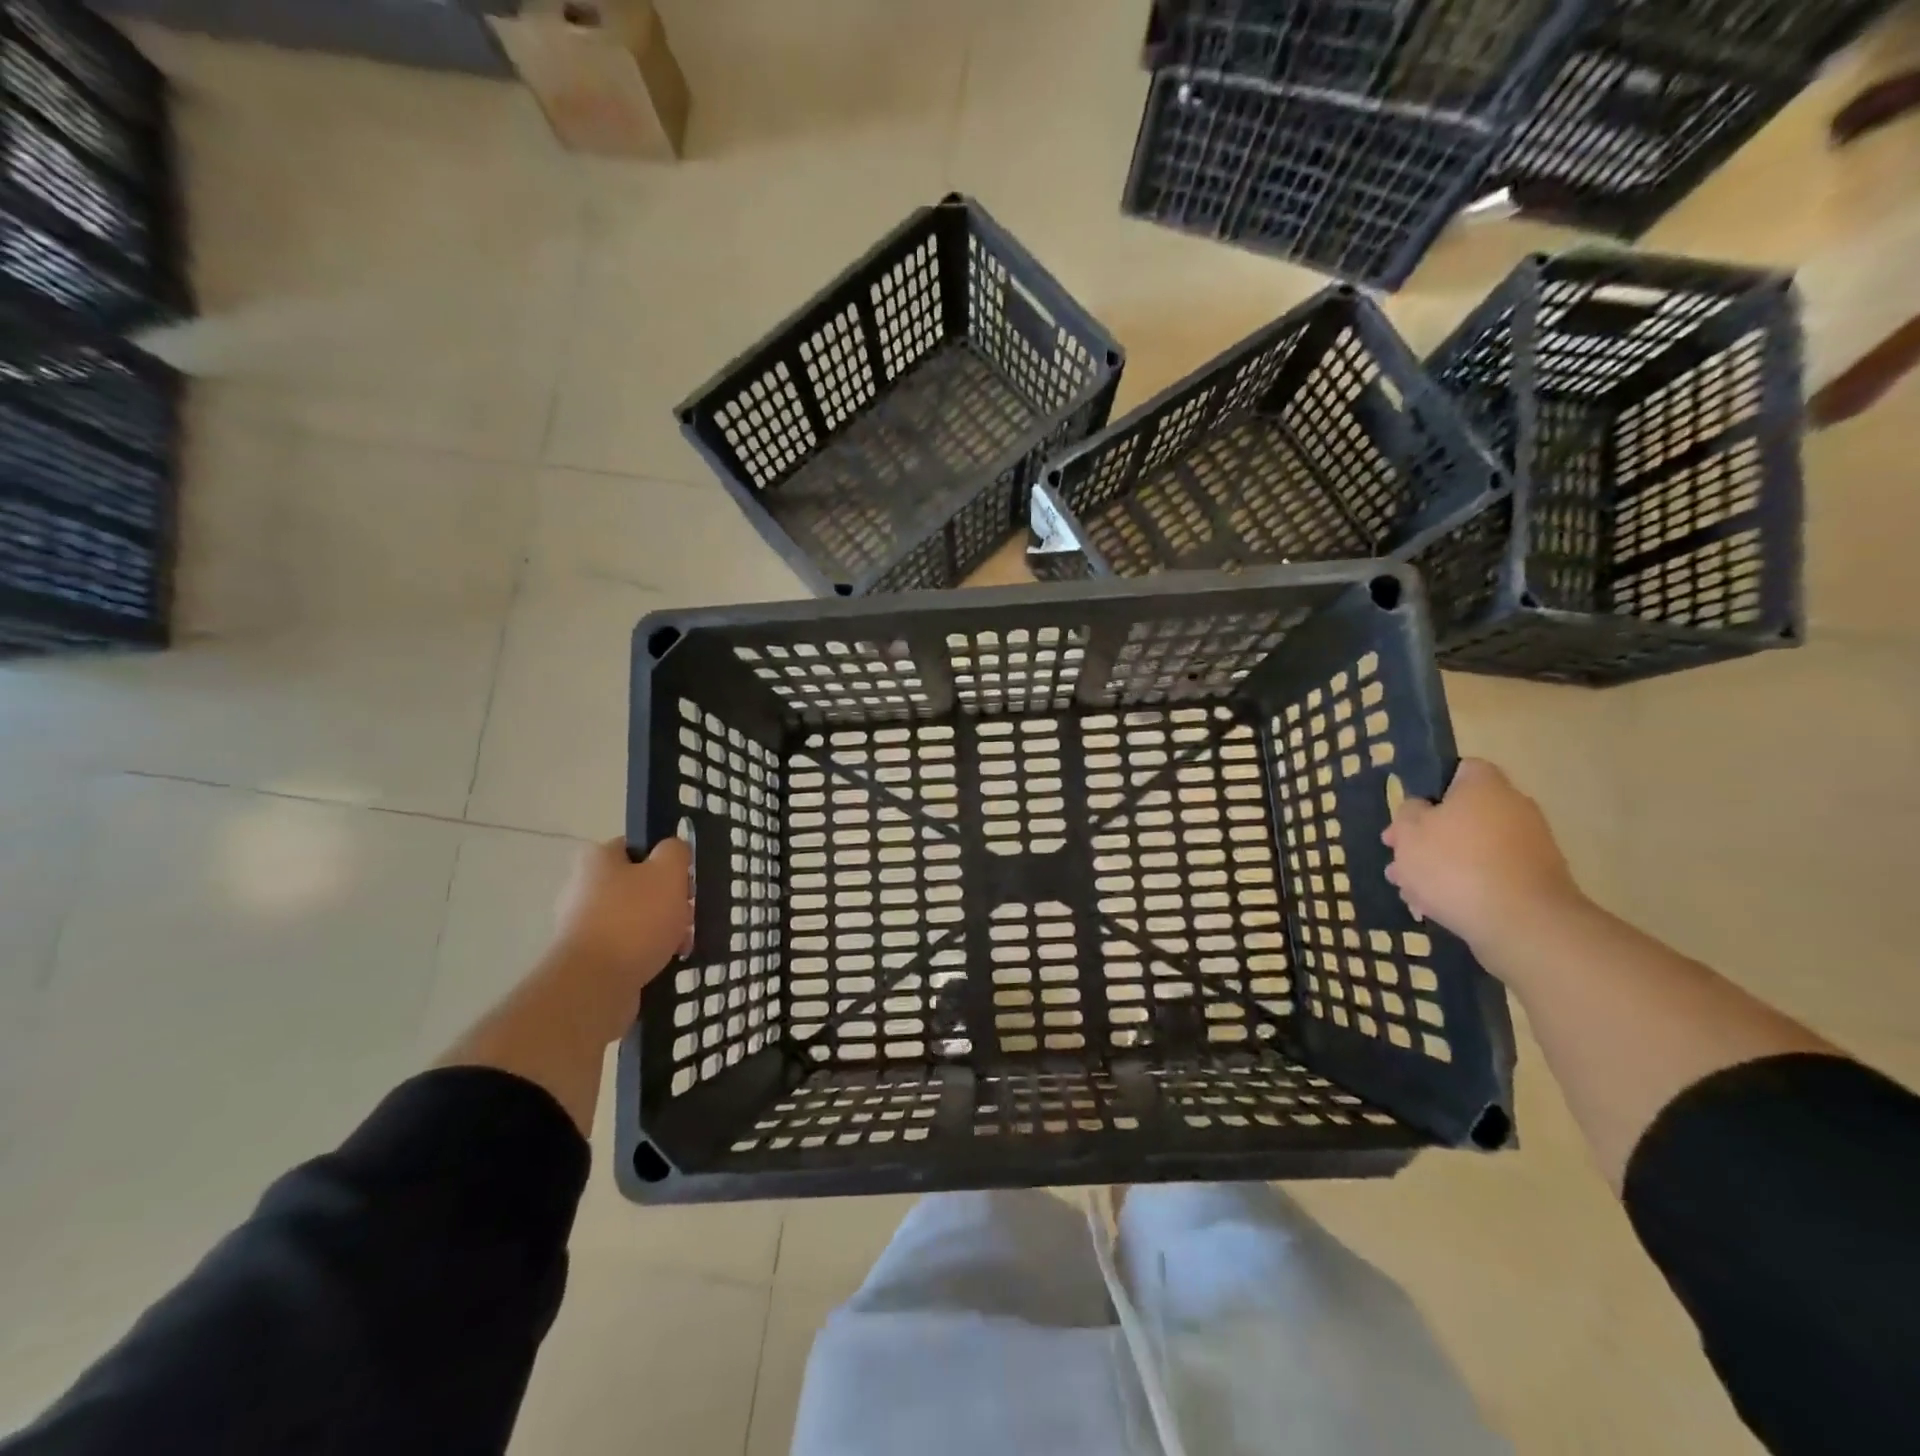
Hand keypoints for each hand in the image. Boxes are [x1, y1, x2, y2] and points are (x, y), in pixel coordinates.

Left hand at [553, 837, 692, 1000]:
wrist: (594, 985)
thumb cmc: (634, 919)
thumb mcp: (668, 872)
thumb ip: (676, 851)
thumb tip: (673, 849)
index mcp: (597, 859)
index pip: (637, 847)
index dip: (665, 860)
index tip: (684, 880)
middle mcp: (583, 888)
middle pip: (639, 885)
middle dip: (668, 900)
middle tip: (686, 915)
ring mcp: (582, 926)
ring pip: (636, 918)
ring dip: (662, 928)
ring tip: (681, 945)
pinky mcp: (587, 958)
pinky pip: (626, 947)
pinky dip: (646, 952)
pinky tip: (665, 962)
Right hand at [1381, 759, 1581, 951]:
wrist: (1522, 923)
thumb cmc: (1455, 865)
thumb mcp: (1409, 832)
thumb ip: (1408, 812)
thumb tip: (1422, 808)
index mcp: (1485, 787)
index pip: (1460, 769)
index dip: (1430, 787)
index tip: (1408, 813)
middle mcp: (1513, 809)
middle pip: (1461, 814)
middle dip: (1426, 837)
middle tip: (1397, 857)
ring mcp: (1529, 847)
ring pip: (1471, 848)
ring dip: (1439, 865)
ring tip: (1408, 890)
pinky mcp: (1534, 882)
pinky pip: (1489, 875)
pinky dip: (1464, 886)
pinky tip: (1435, 907)